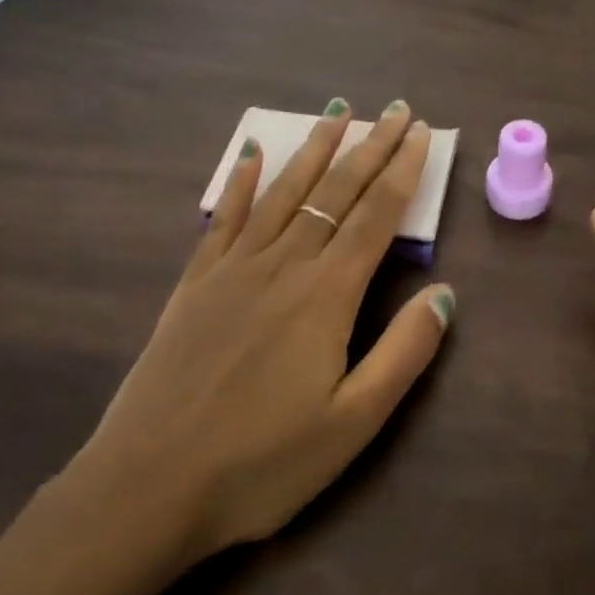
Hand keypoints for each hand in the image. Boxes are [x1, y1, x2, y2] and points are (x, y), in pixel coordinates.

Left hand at [72, 99, 454, 558]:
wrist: (150, 485)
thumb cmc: (261, 463)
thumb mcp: (352, 423)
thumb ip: (403, 354)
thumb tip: (445, 294)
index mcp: (327, 295)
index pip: (376, 216)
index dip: (402, 171)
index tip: (420, 134)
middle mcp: (283, 265)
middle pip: (336, 192)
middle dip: (371, 147)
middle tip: (396, 109)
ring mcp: (234, 269)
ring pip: (284, 192)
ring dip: (315, 149)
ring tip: (338, 112)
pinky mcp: (196, 283)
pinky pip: (225, 217)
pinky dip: (242, 182)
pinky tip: (250, 153)